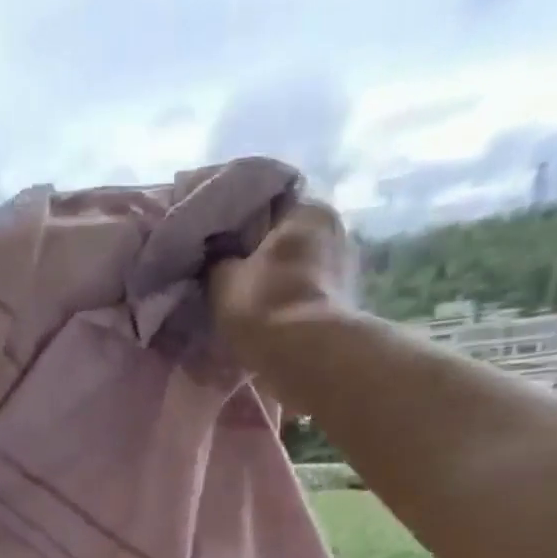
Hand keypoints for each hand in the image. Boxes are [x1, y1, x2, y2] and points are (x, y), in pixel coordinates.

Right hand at [208, 200, 361, 413]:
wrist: (308, 359)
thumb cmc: (264, 305)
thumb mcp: (222, 277)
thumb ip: (216, 258)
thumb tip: (214, 252)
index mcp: (306, 209)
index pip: (266, 198)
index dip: (235, 215)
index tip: (213, 234)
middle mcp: (332, 228)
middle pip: (283, 233)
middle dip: (256, 248)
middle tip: (224, 265)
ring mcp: (343, 266)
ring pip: (295, 263)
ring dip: (272, 275)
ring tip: (242, 291)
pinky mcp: (342, 302)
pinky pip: (303, 290)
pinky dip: (285, 296)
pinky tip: (264, 310)